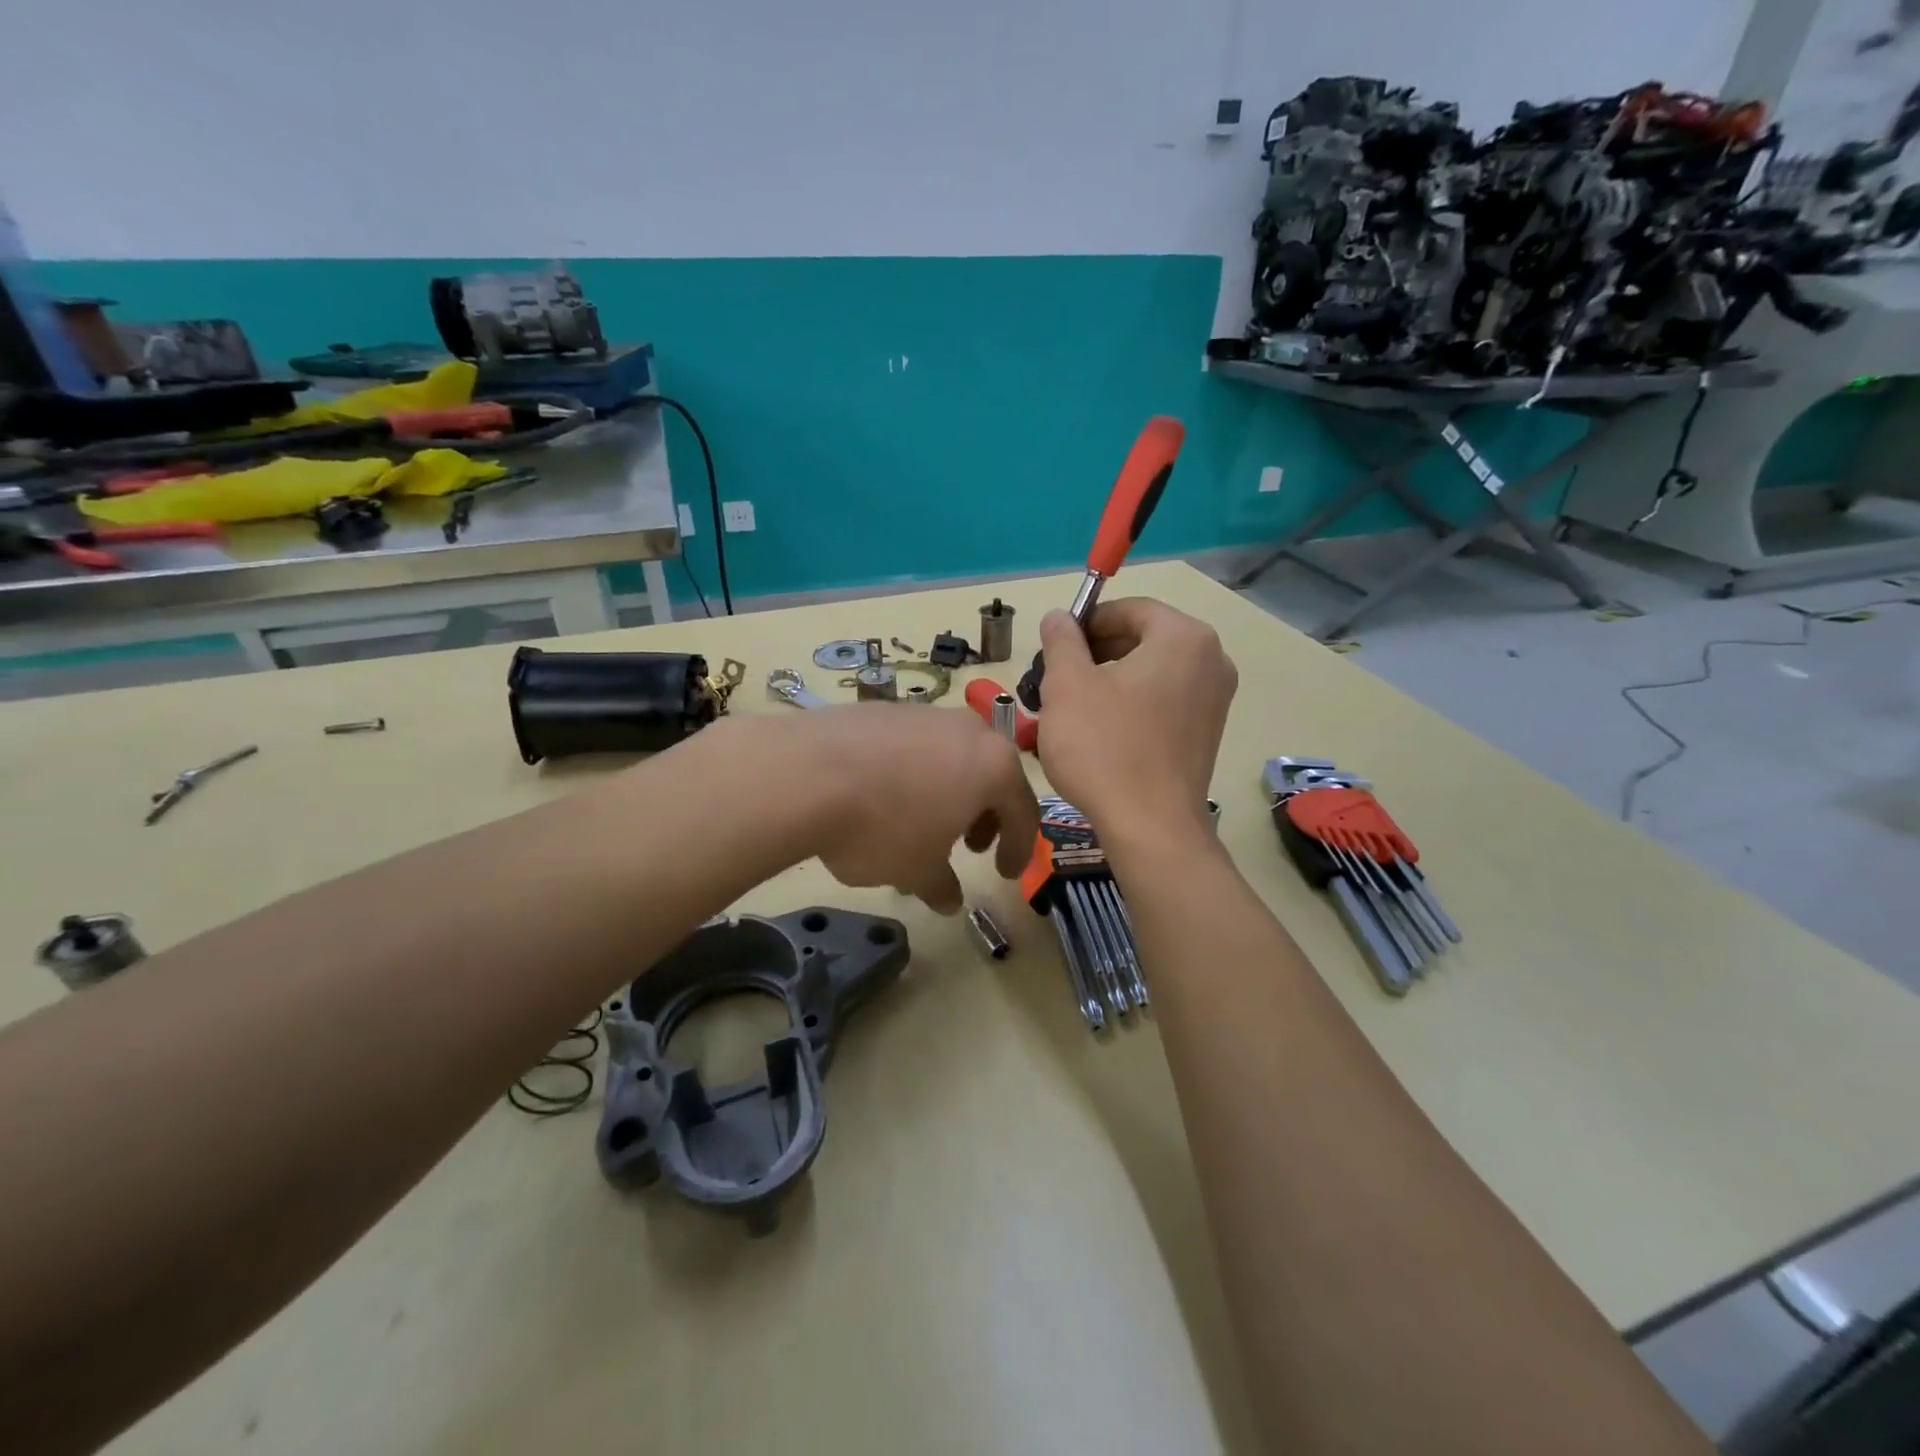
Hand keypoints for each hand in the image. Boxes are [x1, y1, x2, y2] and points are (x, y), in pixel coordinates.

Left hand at [741, 705, 1041, 914]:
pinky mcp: (883, 709)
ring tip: (921, 823)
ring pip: (952, 756)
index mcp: (993, 766)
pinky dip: (912, 773)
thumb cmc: (883, 827)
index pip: (1024, 811)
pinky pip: (913, 746)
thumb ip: (941, 884)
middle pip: (990, 774)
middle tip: (968, 846)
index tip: (1004, 874)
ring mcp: (923, 713)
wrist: (806, 774)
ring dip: (948, 792)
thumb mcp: (917, 869)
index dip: (1019, 848)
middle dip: (984, 814)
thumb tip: (949, 899)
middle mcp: (967, 729)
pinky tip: (883, 796)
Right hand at [1035, 598, 1236, 839]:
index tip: (1054, 647)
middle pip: (1143, 638)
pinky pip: (1165, 700)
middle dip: (1097, 652)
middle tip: (1057, 678)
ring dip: (1111, 680)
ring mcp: (1215, 700)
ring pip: (1152, 671)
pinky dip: (1132, 703)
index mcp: (1183, 638)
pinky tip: (1101, 730)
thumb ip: (1062, 641)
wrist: (1149, 826)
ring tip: (1072, 706)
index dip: (1086, 622)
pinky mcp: (1207, 733)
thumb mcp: (1067, 685)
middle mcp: (1211, 660)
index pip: (1129, 609)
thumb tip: (1059, 617)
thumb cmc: (1103, 747)